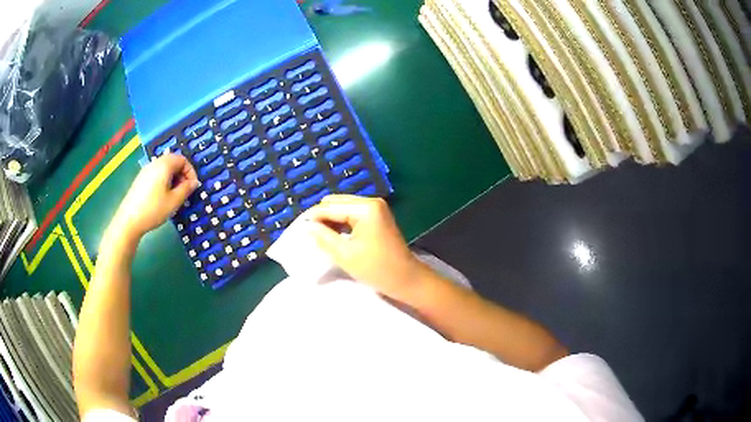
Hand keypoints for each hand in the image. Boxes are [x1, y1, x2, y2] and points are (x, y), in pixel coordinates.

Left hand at [112, 154, 198, 238]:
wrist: (129, 220)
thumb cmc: (153, 209)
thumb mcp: (174, 201)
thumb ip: (186, 189)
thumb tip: (194, 182)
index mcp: (164, 165)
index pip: (182, 159)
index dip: (190, 172)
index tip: (192, 187)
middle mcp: (155, 163)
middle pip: (173, 161)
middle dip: (182, 174)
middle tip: (184, 191)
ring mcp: (146, 171)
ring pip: (164, 168)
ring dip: (173, 178)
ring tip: (174, 195)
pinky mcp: (140, 179)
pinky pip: (156, 174)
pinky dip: (164, 181)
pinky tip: (162, 197)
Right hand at [306, 195, 426, 300]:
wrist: (406, 279)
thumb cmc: (376, 269)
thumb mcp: (345, 255)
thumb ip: (323, 237)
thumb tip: (306, 226)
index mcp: (365, 208)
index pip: (329, 207)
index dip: (311, 217)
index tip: (296, 229)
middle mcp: (371, 202)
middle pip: (336, 203)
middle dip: (320, 217)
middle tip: (307, 234)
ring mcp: (375, 208)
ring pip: (343, 208)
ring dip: (330, 220)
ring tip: (317, 236)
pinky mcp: (377, 217)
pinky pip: (352, 214)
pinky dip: (340, 223)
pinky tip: (332, 235)